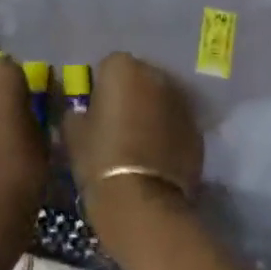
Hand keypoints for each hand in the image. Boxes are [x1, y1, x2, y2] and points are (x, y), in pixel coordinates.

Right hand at [62, 53, 203, 232]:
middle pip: (139, 78)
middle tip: (117, 123)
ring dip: (151, 112)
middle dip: (130, 94)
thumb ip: (76, 112)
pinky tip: (156, 156)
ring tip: (139, 142)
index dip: (101, 88)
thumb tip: (80, 112)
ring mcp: (181, 101)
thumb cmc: (100, 159)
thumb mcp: (73, 133)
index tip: (96, 110)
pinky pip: (176, 123)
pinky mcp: (197, 129)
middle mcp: (155, 75)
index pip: (108, 66)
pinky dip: (168, 132)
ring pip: (161, 99)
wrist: (143, 202)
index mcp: (122, 67)